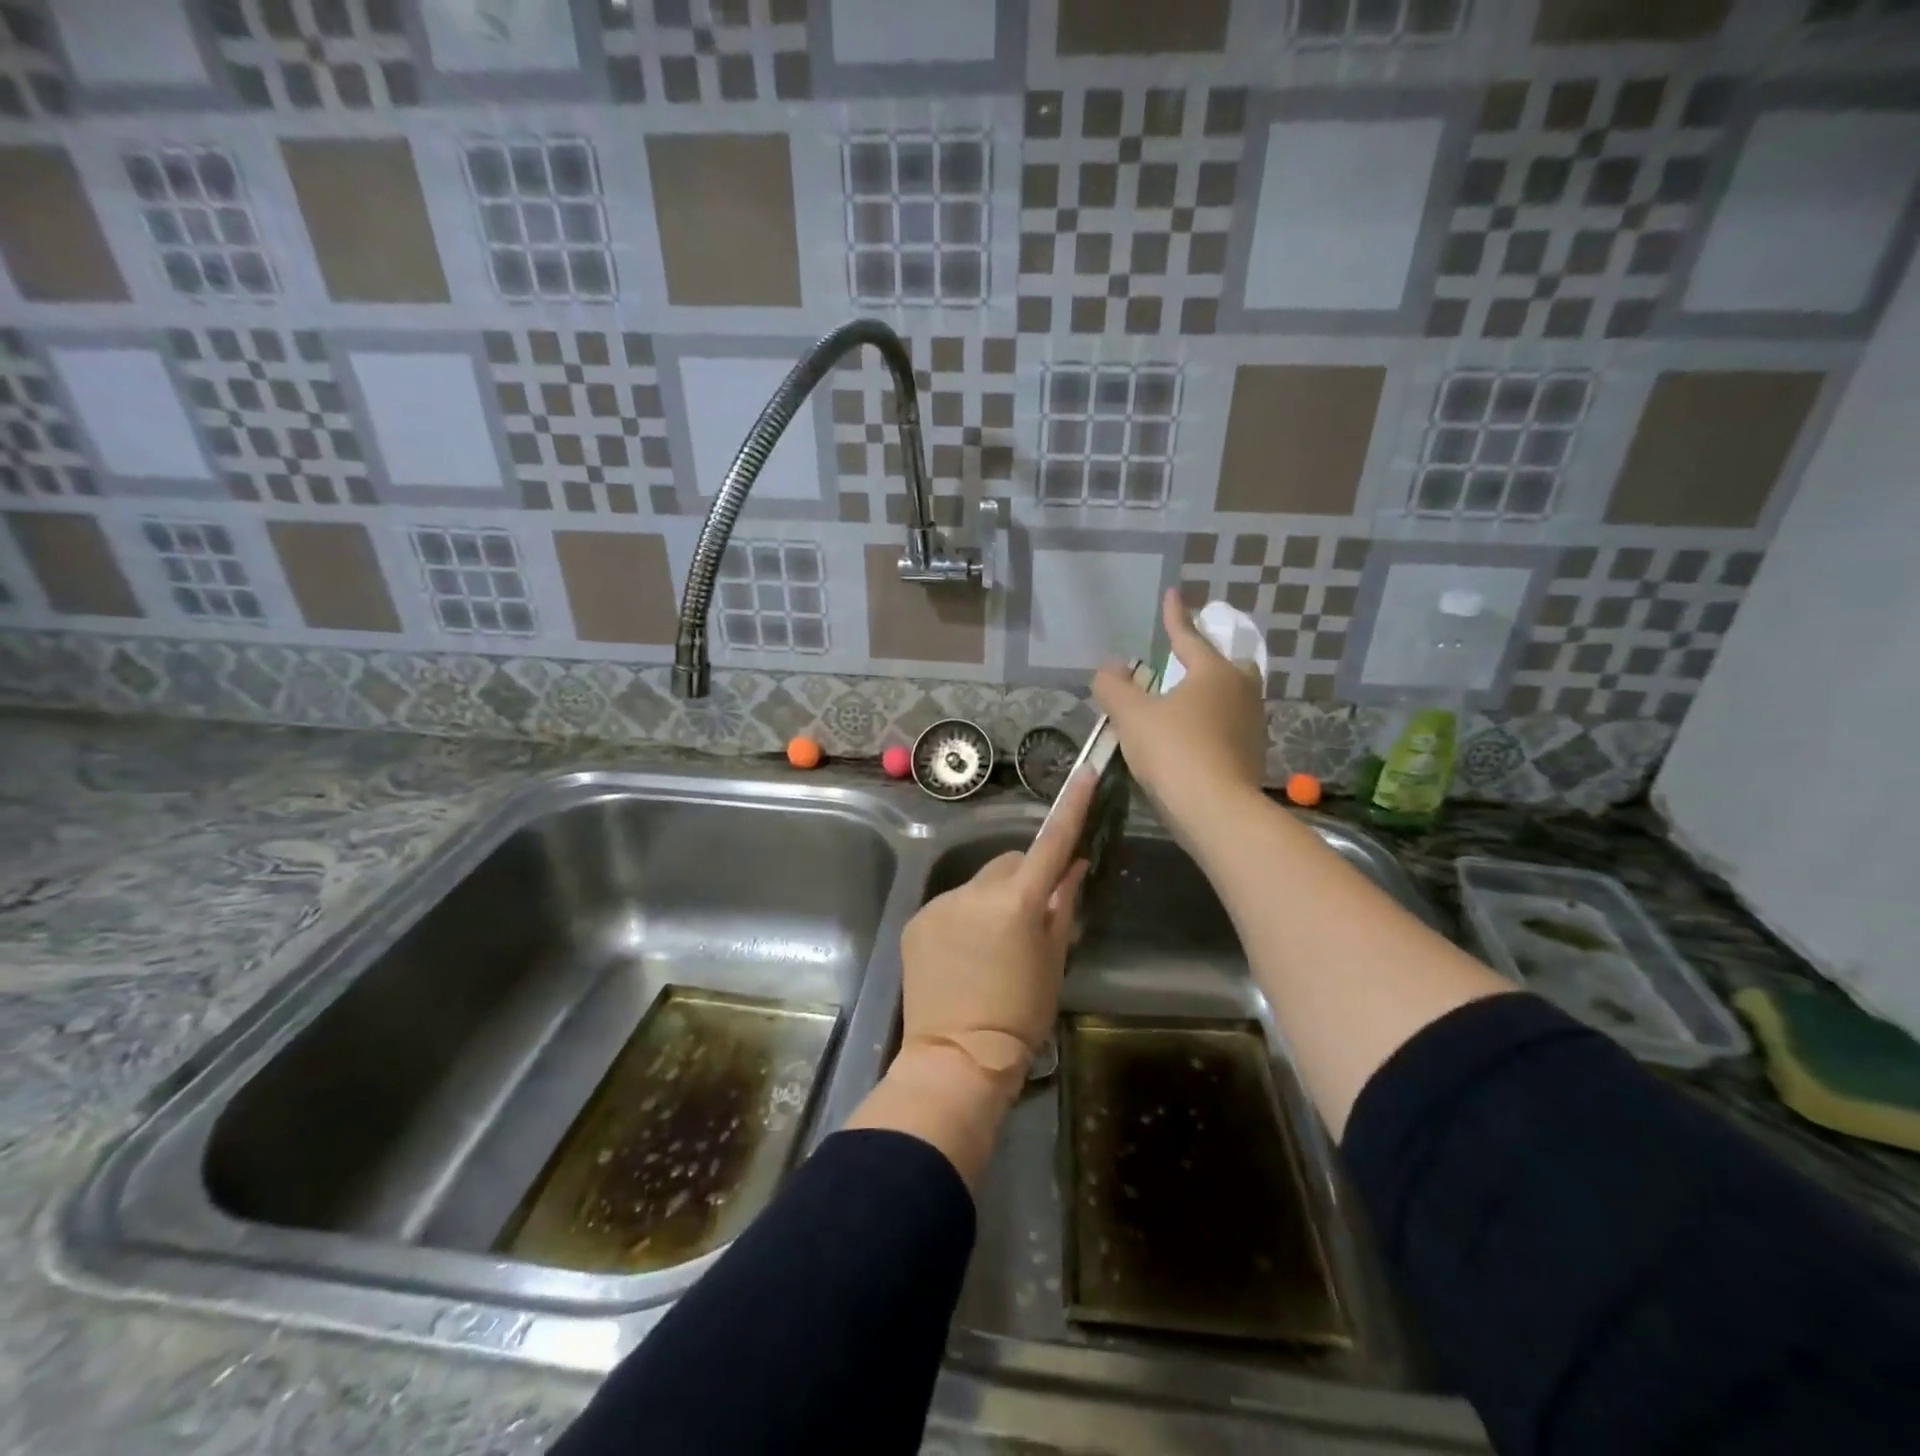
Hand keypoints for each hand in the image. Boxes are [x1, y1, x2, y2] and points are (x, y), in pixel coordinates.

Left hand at [896, 767, 1094, 1093]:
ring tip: (993, 945)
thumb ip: (1062, 905)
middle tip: (1032, 917)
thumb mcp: (1053, 959)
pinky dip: (964, 916)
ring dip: (992, 899)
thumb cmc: (1021, 1013)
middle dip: (1025, 878)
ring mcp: (941, 903)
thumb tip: (1075, 866)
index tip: (1085, 775)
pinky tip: (965, 953)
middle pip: (1010, 863)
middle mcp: (974, 890)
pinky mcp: (917, 919)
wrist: (957, 1056)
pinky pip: (952, 904)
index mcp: (1016, 901)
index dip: (1071, 808)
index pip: (1051, 843)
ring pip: (979, 884)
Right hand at [1092, 589, 1265, 838]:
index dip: (1176, 617)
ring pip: (1231, 697)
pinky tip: (1192, 738)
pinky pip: (1230, 726)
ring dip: (1209, 695)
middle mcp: (1241, 692)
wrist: (1216, 811)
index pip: (1189, 637)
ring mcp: (1252, 725)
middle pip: (1227, 665)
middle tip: (1186, 662)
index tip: (1173, 594)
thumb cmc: (1174, 752)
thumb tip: (1109, 667)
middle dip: (1207, 659)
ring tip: (1183, 703)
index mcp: (1214, 673)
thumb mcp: (1132, 716)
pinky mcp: (1253, 755)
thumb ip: (1114, 687)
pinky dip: (1211, 724)